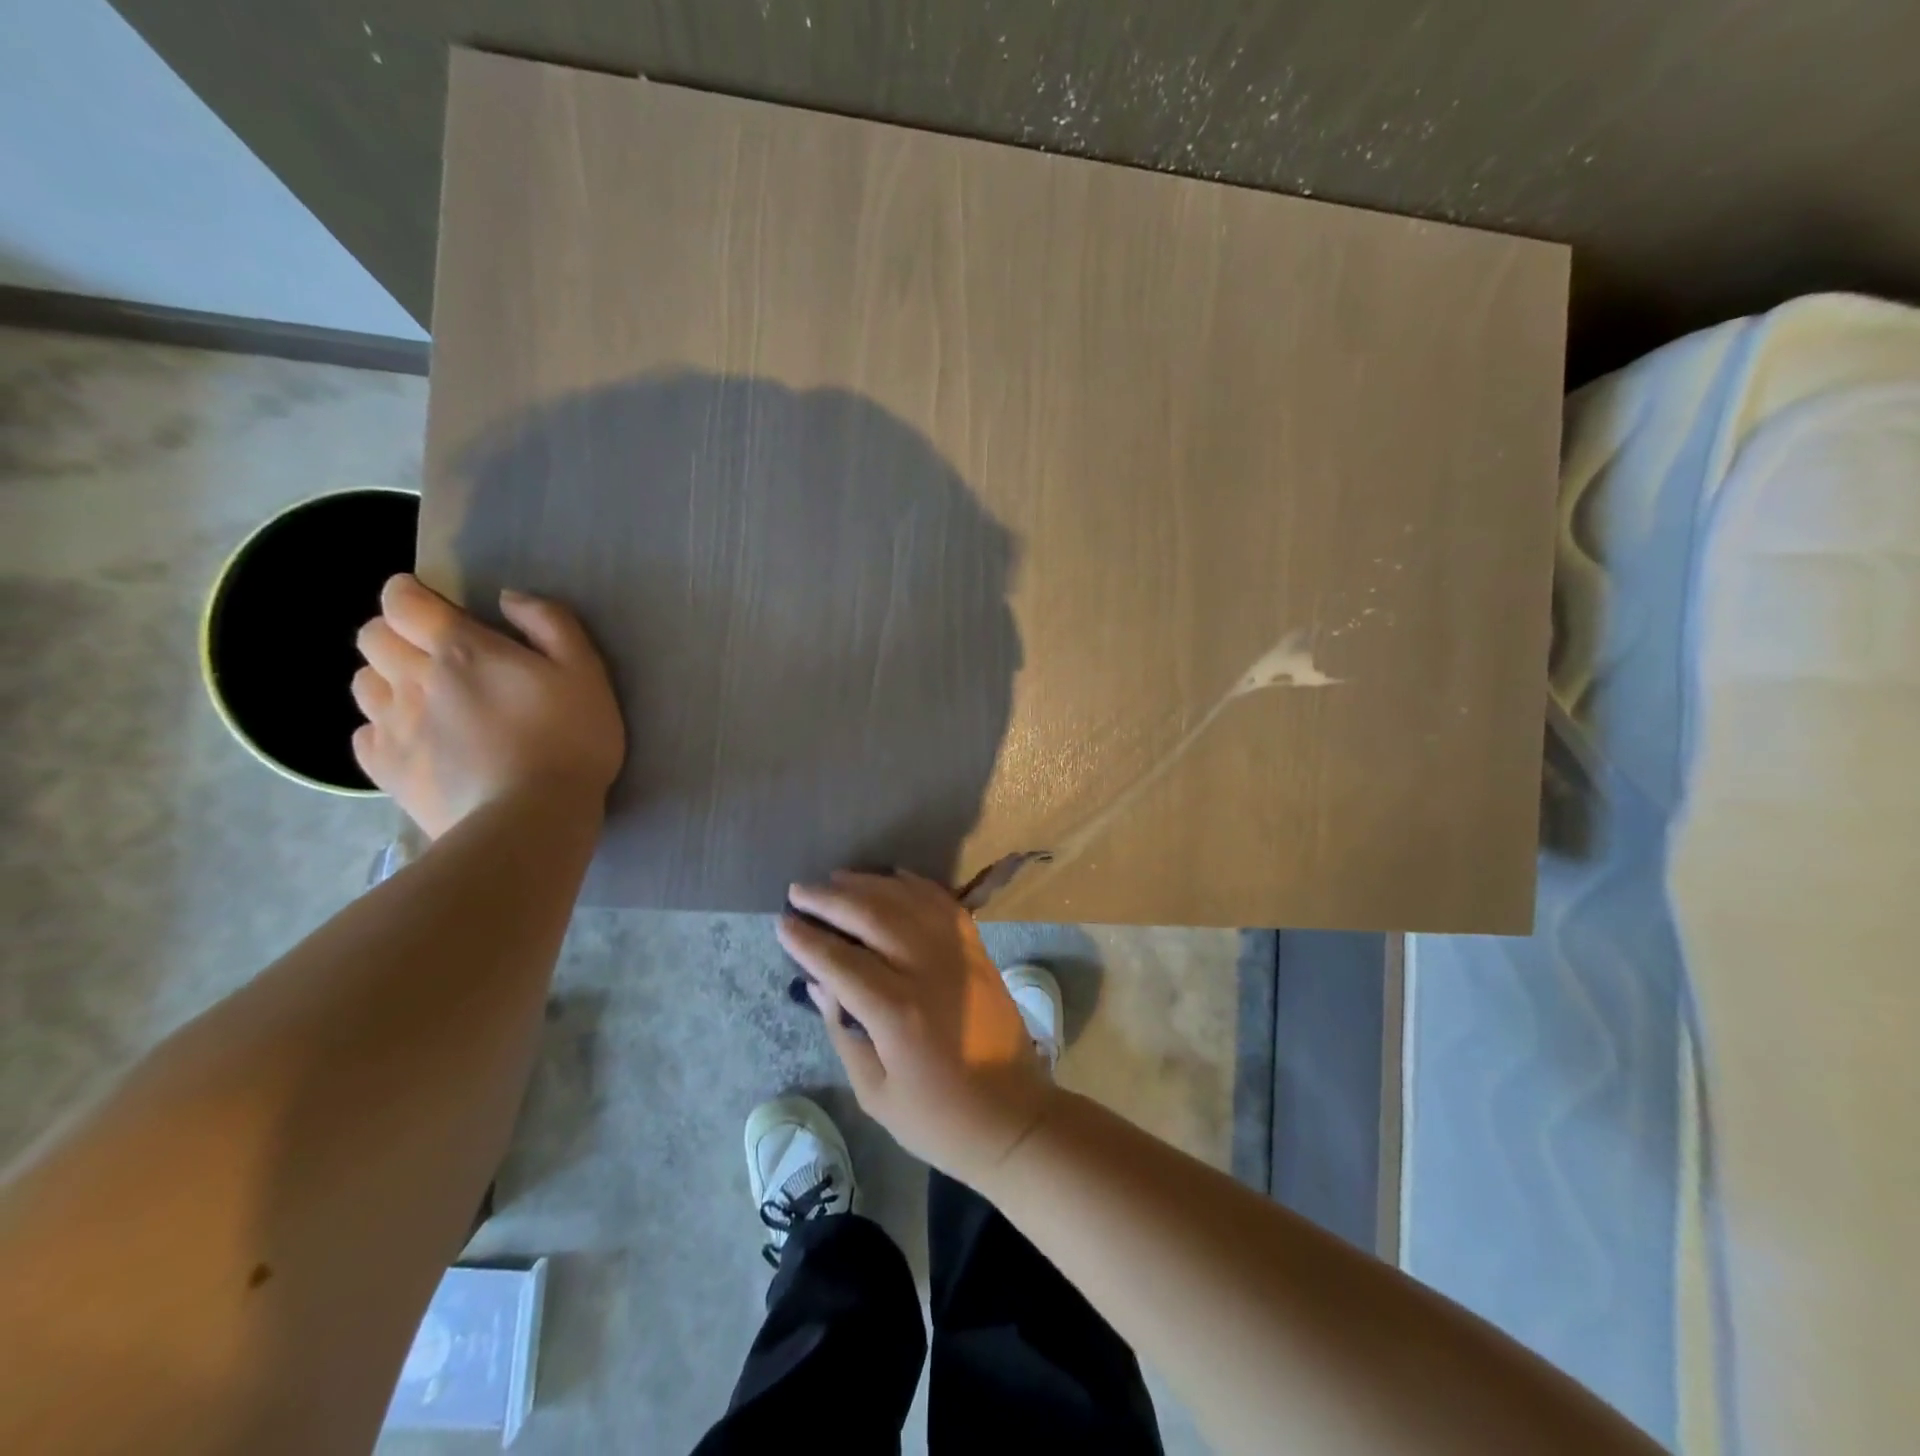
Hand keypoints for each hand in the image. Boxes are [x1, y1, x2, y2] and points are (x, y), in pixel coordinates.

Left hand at [352, 574, 624, 837]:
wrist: (532, 817)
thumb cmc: (570, 739)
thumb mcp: (585, 671)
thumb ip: (550, 623)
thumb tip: (508, 599)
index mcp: (460, 650)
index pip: (403, 601)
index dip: (410, 593)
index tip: (430, 601)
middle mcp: (413, 679)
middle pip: (372, 637)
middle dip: (396, 633)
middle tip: (434, 652)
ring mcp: (392, 727)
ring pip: (364, 683)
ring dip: (387, 678)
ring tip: (425, 697)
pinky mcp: (386, 769)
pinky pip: (364, 733)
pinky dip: (383, 727)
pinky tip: (416, 739)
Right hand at [778, 870, 1055, 1180]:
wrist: (1013, 1117)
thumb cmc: (938, 1119)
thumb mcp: (876, 1092)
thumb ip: (843, 1032)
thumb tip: (819, 984)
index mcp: (898, 1013)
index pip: (841, 962)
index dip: (807, 940)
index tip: (782, 923)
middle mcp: (928, 971)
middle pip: (873, 917)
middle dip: (831, 900)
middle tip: (799, 890)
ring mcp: (958, 955)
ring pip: (908, 901)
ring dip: (869, 884)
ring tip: (836, 879)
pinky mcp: (978, 951)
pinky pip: (944, 904)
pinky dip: (917, 885)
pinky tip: (893, 877)